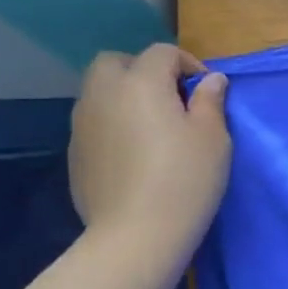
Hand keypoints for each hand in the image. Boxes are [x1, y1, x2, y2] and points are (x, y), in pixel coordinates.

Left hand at [69, 45, 229, 263]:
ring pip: (100, 92)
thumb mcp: (213, 139)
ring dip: (125, 97)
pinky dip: (113, 125)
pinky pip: (94, 123)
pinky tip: (134, 155)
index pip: (162, 53)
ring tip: (153, 127)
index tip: (207, 91)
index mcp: (141, 83)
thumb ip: (210, 102)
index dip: (188, 64)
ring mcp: (82, 124)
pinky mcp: (74, 154)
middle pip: (116, 63)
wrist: (136, 235)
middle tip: (171, 100)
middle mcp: (103, 94)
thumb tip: (210, 80)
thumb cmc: (184, 180)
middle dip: (143, 71)